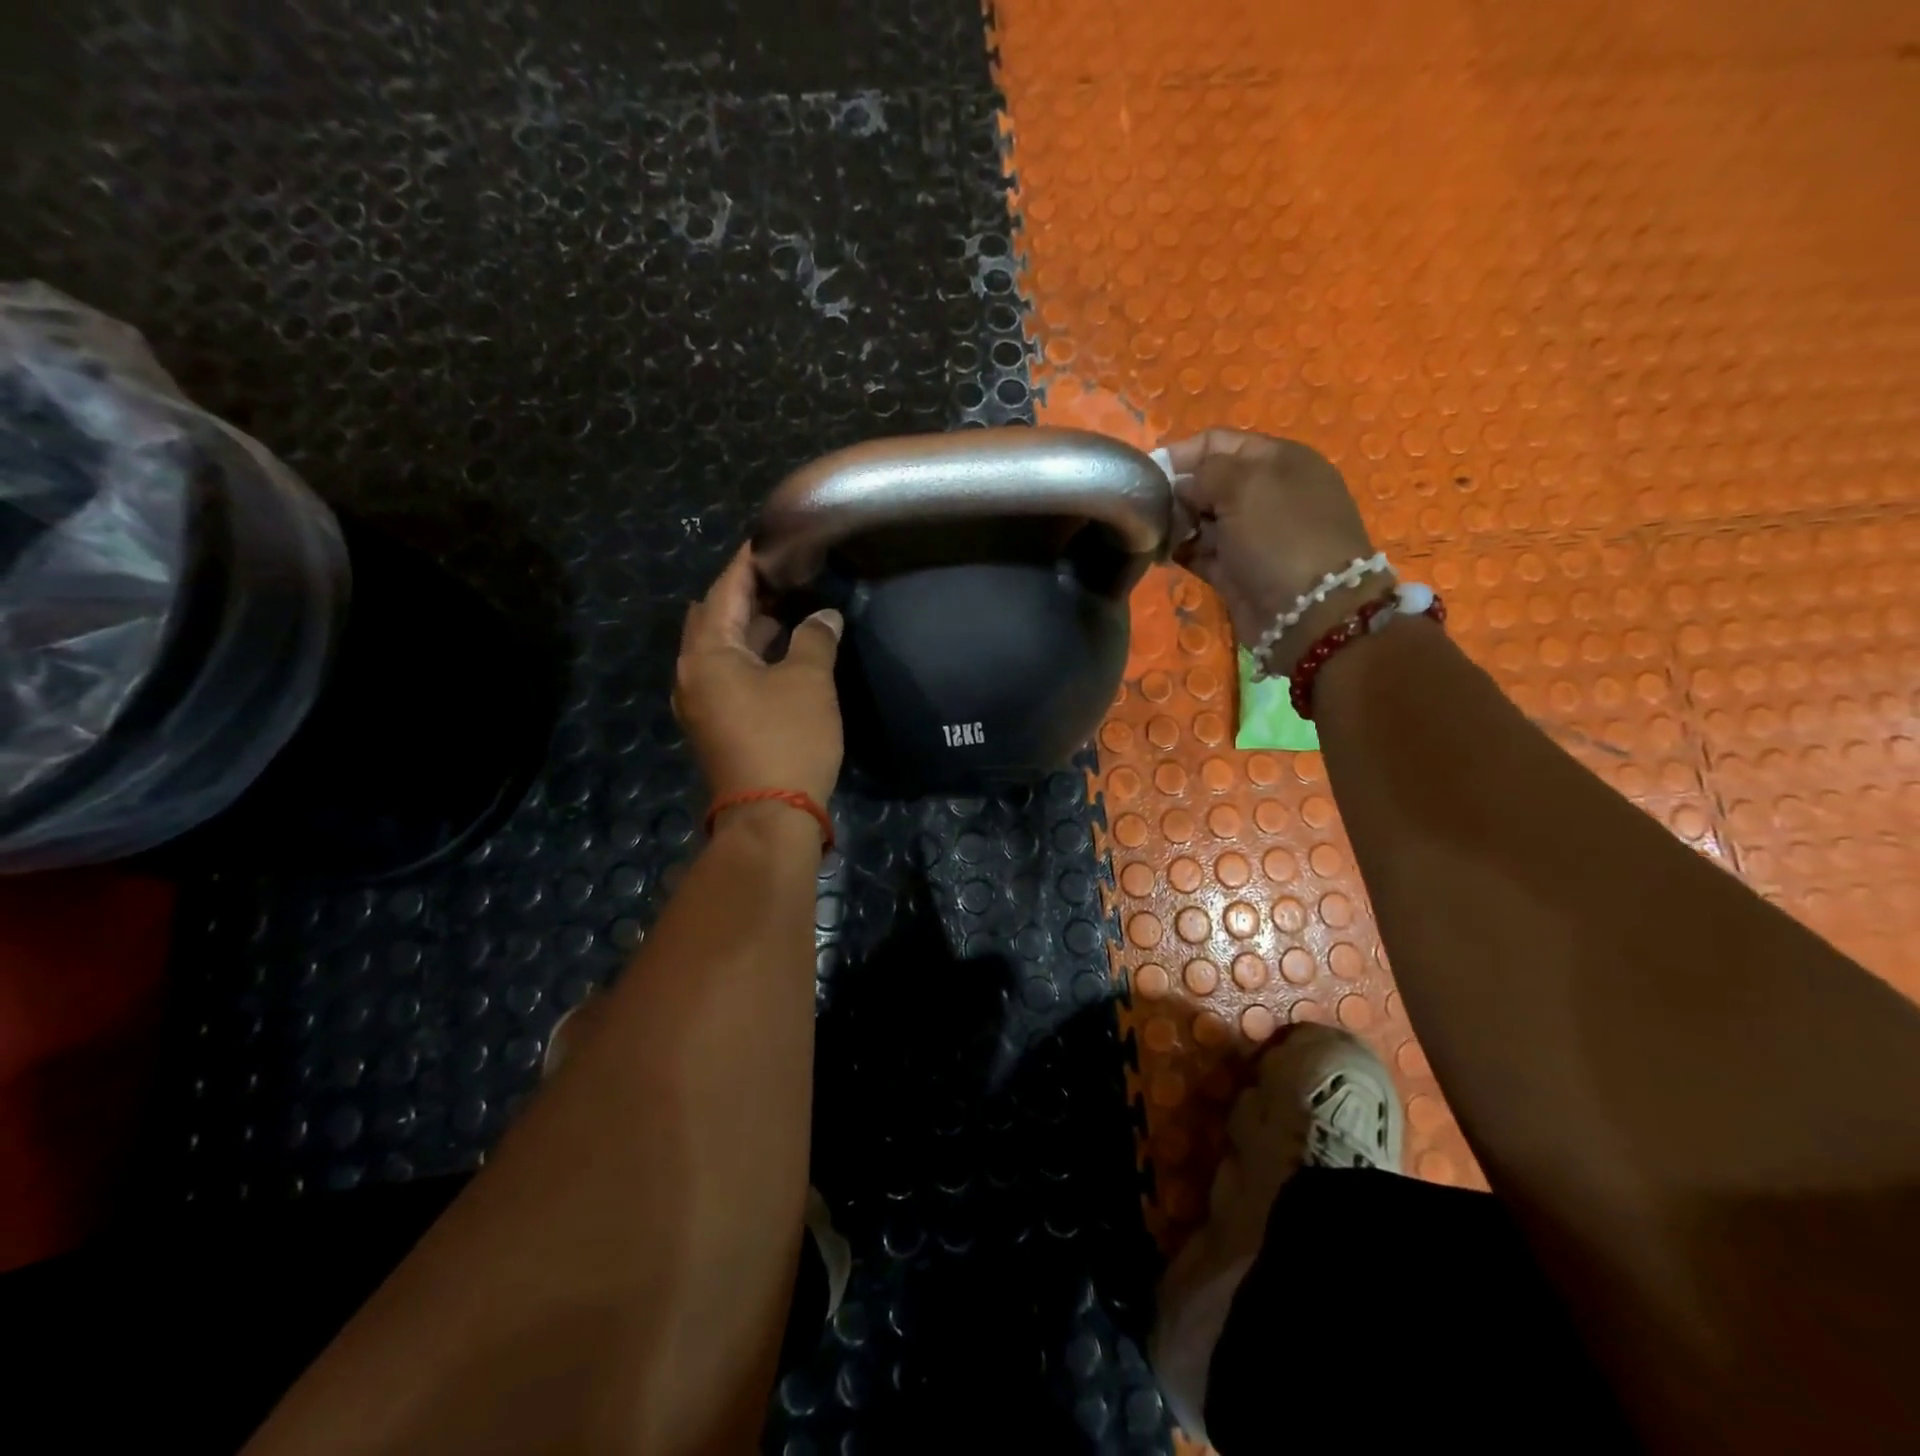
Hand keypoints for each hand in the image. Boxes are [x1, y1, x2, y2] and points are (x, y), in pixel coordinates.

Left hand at [675, 546, 844, 809]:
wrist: (771, 817)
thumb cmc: (787, 739)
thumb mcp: (808, 681)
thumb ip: (815, 638)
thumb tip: (824, 616)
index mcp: (707, 653)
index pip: (725, 590)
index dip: (749, 562)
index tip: (771, 539)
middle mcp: (692, 673)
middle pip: (716, 617)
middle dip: (748, 593)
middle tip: (786, 574)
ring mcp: (701, 701)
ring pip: (723, 648)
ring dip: (752, 626)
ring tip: (791, 605)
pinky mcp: (716, 723)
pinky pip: (729, 673)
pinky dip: (753, 655)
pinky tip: (783, 651)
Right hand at [1166, 429, 1378, 675]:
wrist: (1309, 612)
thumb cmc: (1281, 536)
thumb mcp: (1245, 486)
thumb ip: (1205, 473)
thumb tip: (1181, 485)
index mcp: (1278, 460)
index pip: (1219, 442)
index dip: (1181, 453)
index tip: (1147, 472)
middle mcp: (1266, 493)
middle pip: (1208, 481)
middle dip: (1177, 491)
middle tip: (1149, 509)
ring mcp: (1252, 535)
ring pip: (1202, 519)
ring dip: (1176, 523)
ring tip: (1152, 533)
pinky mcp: (1237, 570)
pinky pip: (1201, 552)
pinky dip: (1181, 551)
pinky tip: (1160, 553)